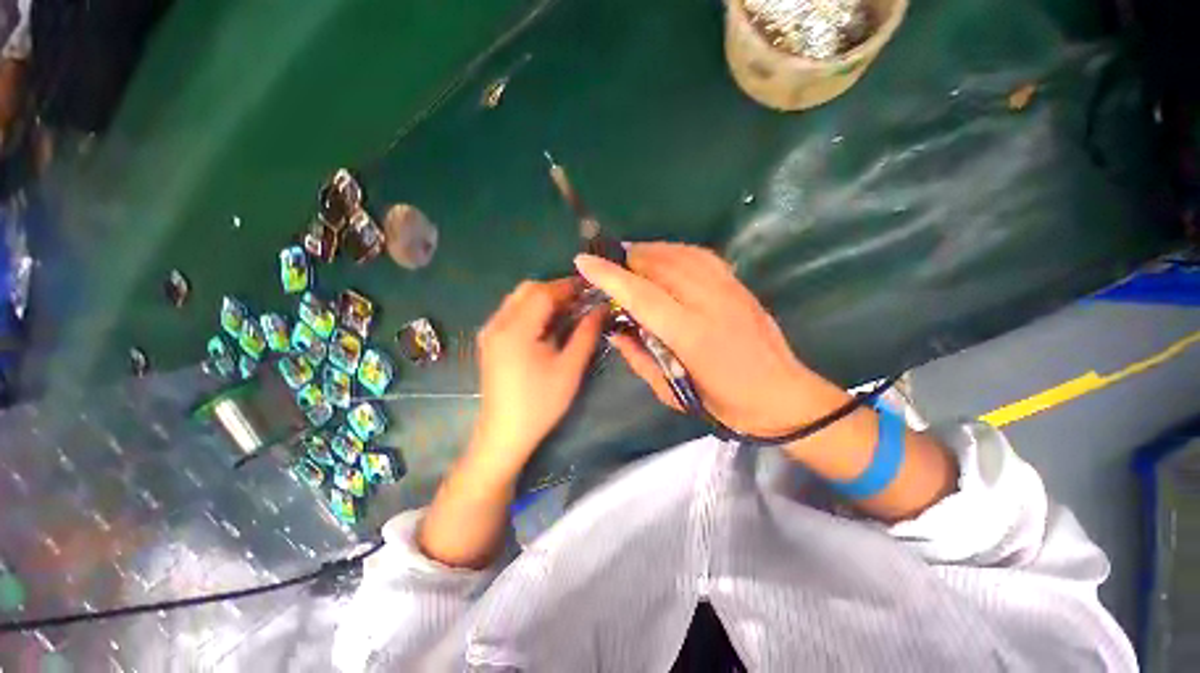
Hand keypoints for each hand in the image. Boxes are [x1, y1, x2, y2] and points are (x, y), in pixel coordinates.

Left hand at [471, 278, 604, 474]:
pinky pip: (512, 312)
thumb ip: (586, 334)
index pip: (543, 292)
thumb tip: (601, 309)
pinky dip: (532, 309)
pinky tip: (549, 322)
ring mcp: (490, 332)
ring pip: (518, 299)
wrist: (504, 434)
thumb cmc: (540, 403)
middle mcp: (497, 324)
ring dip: (544, 297)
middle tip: (582, 298)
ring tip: (570, 308)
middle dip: (556, 289)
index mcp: (516, 329)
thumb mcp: (569, 368)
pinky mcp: (490, 341)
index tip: (591, 287)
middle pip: (527, 290)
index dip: (568, 286)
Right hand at [575, 242, 844, 436]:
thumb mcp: (670, 392)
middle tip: (606, 268)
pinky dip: (674, 251)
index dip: (610, 276)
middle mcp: (709, 303)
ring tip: (629, 260)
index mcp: (690, 335)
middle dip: (626, 261)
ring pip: (679, 254)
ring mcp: (728, 288)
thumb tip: (615, 329)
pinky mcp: (738, 284)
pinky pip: (699, 255)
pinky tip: (662, 257)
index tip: (583, 261)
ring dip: (648, 252)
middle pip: (659, 265)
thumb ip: (638, 356)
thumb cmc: (722, 403)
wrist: (780, 394)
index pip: (641, 295)